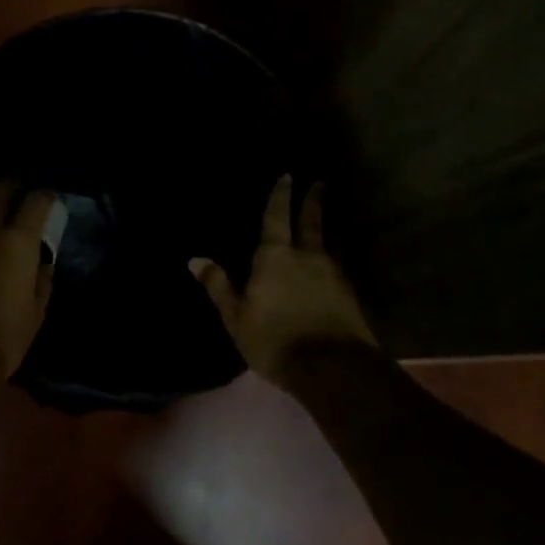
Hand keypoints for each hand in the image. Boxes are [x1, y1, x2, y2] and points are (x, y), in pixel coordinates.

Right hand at [189, 176, 377, 387]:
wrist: (333, 369)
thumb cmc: (275, 340)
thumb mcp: (236, 317)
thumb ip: (218, 287)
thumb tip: (195, 258)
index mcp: (275, 257)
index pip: (277, 218)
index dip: (280, 197)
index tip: (287, 175)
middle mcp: (307, 258)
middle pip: (311, 223)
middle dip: (313, 202)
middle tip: (319, 183)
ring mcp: (333, 275)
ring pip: (328, 243)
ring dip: (326, 228)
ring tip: (326, 220)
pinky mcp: (349, 296)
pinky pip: (337, 267)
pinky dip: (331, 258)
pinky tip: (330, 264)